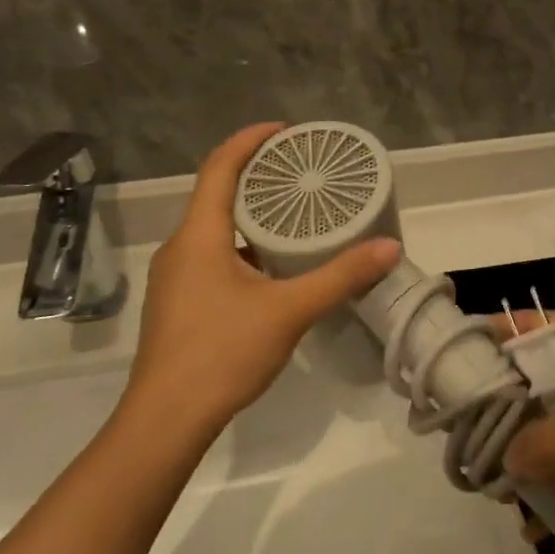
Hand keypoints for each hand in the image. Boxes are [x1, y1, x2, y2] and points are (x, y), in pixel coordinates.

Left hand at [126, 123, 400, 431]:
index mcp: (199, 235)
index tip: (285, 131)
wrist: (165, 422)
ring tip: (293, 214)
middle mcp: (180, 247)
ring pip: (213, 228)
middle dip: (256, 175)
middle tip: (299, 170)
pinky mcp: (178, 303)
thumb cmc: (222, 353)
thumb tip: (389, 247)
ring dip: (249, 213)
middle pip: (215, 193)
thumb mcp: (289, 311)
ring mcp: (175, 277)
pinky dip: (241, 245)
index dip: (249, 140)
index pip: (220, 167)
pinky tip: (272, 266)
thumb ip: (340, 277)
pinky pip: (211, 254)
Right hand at [497, 313, 554, 532]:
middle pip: (539, 386)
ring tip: (512, 503)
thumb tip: (502, 464)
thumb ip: (550, 443)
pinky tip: (553, 522)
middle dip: (511, 423)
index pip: (527, 329)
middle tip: (475, 457)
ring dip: (541, 464)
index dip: (490, 347)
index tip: (449, 378)